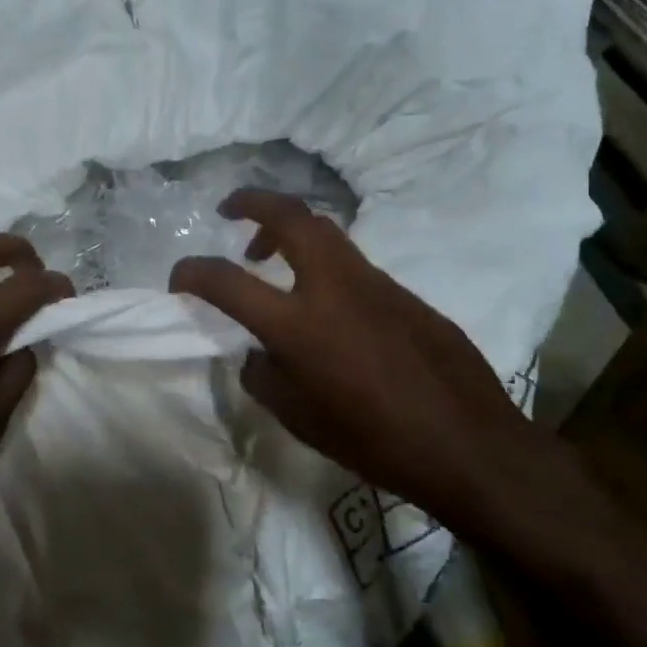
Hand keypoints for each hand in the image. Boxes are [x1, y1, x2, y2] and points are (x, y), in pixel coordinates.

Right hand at [169, 190, 597, 553]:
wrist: (468, 445)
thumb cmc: (375, 442)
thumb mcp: (300, 420)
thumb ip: (266, 377)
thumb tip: (259, 353)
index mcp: (299, 325)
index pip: (227, 281)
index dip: (192, 273)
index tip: (179, 280)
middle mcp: (335, 288)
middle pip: (290, 217)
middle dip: (252, 202)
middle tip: (229, 211)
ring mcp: (377, 284)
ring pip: (326, 233)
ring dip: (289, 233)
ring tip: (268, 257)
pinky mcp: (407, 294)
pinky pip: (355, 266)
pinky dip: (325, 267)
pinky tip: (327, 307)